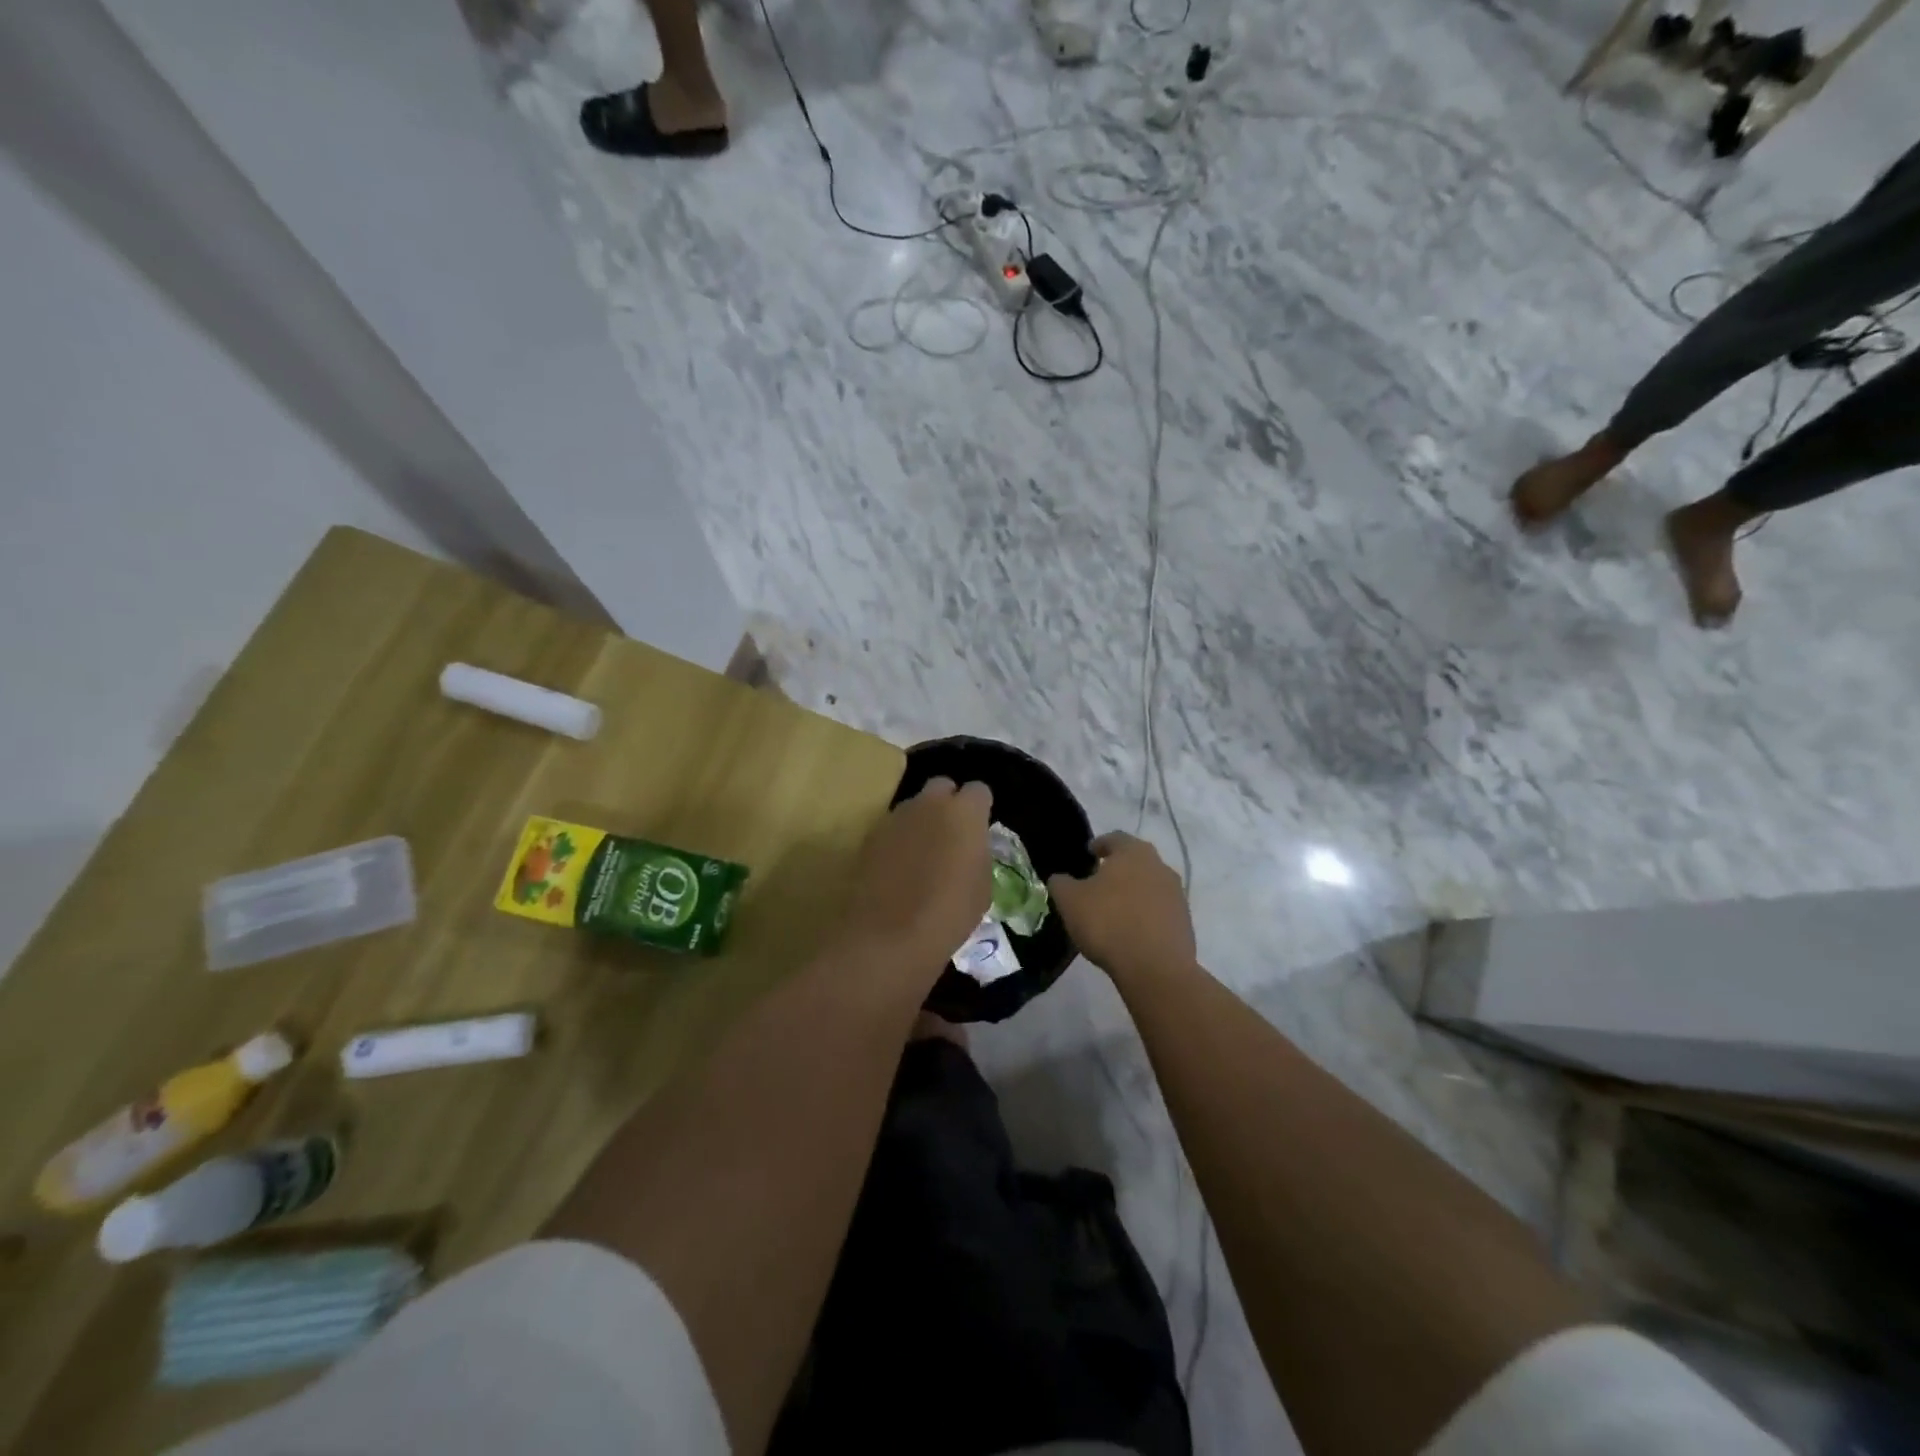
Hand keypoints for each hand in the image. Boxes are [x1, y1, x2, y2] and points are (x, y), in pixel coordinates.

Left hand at [837, 778, 992, 985]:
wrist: (890, 935)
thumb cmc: (949, 914)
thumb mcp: (981, 887)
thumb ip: (977, 854)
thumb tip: (970, 848)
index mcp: (965, 812)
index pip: (979, 790)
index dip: (980, 808)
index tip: (980, 827)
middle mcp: (929, 803)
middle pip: (942, 786)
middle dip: (948, 803)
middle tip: (951, 833)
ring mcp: (896, 816)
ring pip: (914, 806)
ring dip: (921, 820)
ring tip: (923, 853)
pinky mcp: (871, 834)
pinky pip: (893, 827)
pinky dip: (899, 839)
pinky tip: (900, 866)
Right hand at [1048, 833, 1195, 985]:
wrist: (1155, 968)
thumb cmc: (1108, 923)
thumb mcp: (1069, 901)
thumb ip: (1061, 883)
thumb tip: (1060, 879)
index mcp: (1133, 852)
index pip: (1115, 838)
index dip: (1099, 844)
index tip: (1088, 854)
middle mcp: (1160, 866)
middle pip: (1135, 861)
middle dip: (1117, 869)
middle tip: (1098, 882)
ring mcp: (1176, 895)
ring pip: (1149, 885)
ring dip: (1133, 893)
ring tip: (1114, 910)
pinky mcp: (1184, 922)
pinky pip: (1159, 910)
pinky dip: (1145, 915)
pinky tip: (1131, 931)